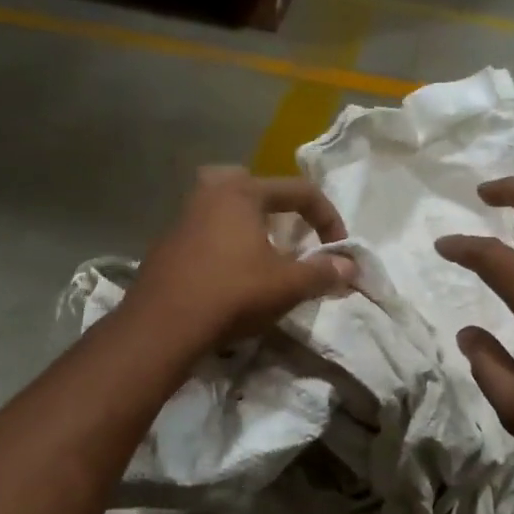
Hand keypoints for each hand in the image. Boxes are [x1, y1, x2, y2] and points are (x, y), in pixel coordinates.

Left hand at [129, 167, 356, 351]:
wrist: (163, 327)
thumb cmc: (232, 294)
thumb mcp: (287, 285)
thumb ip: (323, 272)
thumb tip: (350, 265)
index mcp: (241, 192)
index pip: (300, 191)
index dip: (328, 218)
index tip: (339, 250)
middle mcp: (209, 194)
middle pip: (253, 186)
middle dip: (278, 206)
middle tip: (290, 232)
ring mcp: (183, 218)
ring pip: (226, 209)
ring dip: (251, 227)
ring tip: (266, 257)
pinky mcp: (167, 245)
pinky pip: (207, 232)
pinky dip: (227, 244)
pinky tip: (233, 276)